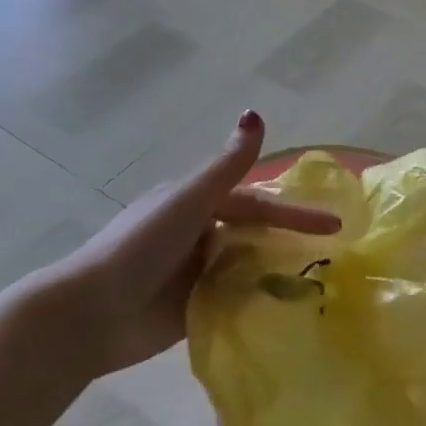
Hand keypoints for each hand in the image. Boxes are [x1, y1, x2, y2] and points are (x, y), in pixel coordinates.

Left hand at [61, 112, 339, 375]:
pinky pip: (232, 299)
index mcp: (195, 204)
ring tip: (317, 287)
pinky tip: (283, 312)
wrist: (91, 312)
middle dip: (288, 242)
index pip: (255, 203)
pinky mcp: (191, 308)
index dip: (292, 212)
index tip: (334, 224)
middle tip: (333, 258)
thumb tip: (255, 112)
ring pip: (245, 266)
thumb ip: (226, 165)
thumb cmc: (140, 247)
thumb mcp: (188, 201)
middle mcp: (197, 233)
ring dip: (274, 272)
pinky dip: (255, 301)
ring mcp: (194, 273)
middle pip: (252, 234)